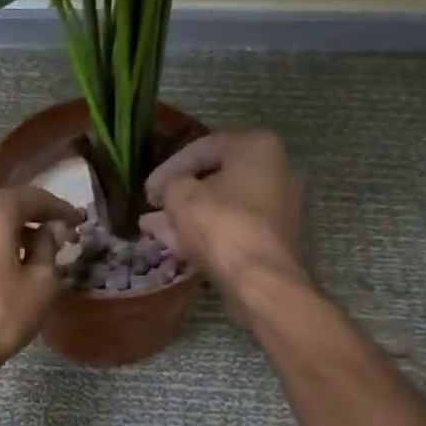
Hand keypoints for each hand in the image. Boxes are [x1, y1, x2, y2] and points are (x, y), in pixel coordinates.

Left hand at [0, 186, 82, 367]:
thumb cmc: (1, 316)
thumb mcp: (42, 283)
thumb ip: (49, 248)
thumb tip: (47, 233)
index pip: (31, 197)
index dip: (58, 208)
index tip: (77, 220)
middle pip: (5, 207)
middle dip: (33, 219)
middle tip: (58, 236)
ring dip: (11, 233)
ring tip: (33, 254)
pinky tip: (5, 265)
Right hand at [141, 131, 303, 317]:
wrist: (260, 278)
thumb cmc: (221, 224)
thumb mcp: (181, 196)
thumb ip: (169, 185)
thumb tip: (167, 192)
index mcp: (257, 146)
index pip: (203, 148)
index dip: (168, 168)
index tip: (148, 190)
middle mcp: (275, 170)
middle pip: (215, 178)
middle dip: (179, 194)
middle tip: (154, 206)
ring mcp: (277, 207)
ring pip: (222, 206)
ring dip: (187, 216)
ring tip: (154, 228)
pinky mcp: (272, 238)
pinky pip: (233, 227)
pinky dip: (206, 231)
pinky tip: (175, 243)